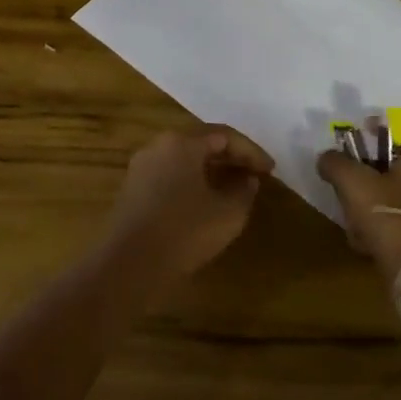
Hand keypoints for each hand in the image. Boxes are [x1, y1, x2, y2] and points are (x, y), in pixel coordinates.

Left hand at [105, 125, 273, 293]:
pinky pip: (170, 174)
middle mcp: (158, 146)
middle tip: (255, 174)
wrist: (129, 264)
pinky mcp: (133, 188)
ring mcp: (141, 166)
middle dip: (231, 157)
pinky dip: (192, 180)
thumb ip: (244, 190)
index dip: (251, 151)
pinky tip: (205, 201)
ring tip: (235, 187)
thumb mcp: (228, 214)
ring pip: (184, 158)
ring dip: (212, 169)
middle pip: (201, 142)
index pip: (224, 135)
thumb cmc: (184, 232)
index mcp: (181, 142)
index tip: (271, 170)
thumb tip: (247, 179)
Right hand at [316, 123, 400, 278]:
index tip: (361, 135)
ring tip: (348, 207)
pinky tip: (360, 235)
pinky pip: (398, 216)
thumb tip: (326, 158)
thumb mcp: (351, 181)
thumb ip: (334, 162)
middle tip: (347, 172)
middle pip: (398, 160)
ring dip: (370, 196)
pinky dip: (378, 221)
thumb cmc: (388, 213)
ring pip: (394, 190)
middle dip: (370, 166)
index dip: (384, 127)